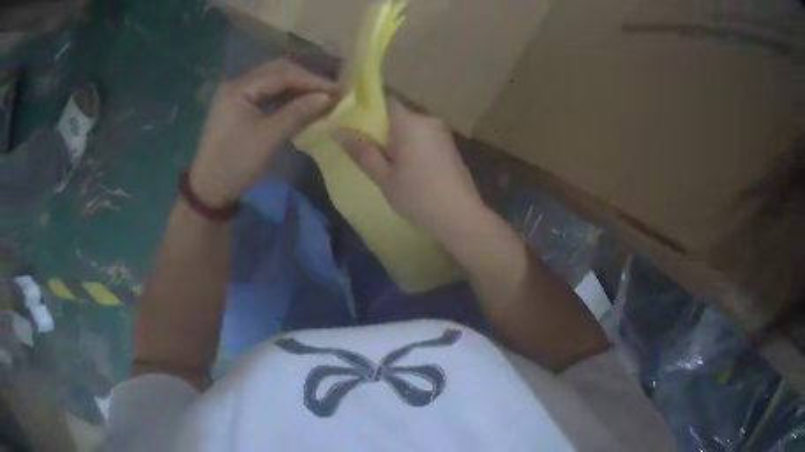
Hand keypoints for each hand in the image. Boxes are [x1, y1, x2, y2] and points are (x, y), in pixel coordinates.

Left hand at [190, 61, 337, 206]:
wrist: (209, 189)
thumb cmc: (236, 163)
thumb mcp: (268, 138)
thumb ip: (298, 113)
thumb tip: (328, 97)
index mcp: (239, 88)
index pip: (281, 74)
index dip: (311, 80)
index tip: (337, 89)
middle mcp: (237, 84)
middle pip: (277, 71)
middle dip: (305, 79)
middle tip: (331, 91)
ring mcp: (237, 95)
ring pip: (273, 82)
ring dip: (297, 87)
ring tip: (321, 95)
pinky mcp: (239, 107)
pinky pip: (267, 95)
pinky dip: (286, 97)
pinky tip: (302, 103)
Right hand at [335, 100, 484, 242]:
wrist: (461, 216)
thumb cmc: (417, 196)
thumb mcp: (384, 177)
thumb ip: (362, 151)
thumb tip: (337, 131)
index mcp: (409, 122)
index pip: (384, 101)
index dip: (368, 111)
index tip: (356, 128)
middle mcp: (427, 119)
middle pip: (398, 115)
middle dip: (382, 129)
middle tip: (369, 153)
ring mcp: (442, 132)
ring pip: (411, 128)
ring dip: (398, 140)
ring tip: (389, 165)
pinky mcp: (450, 145)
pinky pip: (424, 137)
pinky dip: (413, 146)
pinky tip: (410, 169)